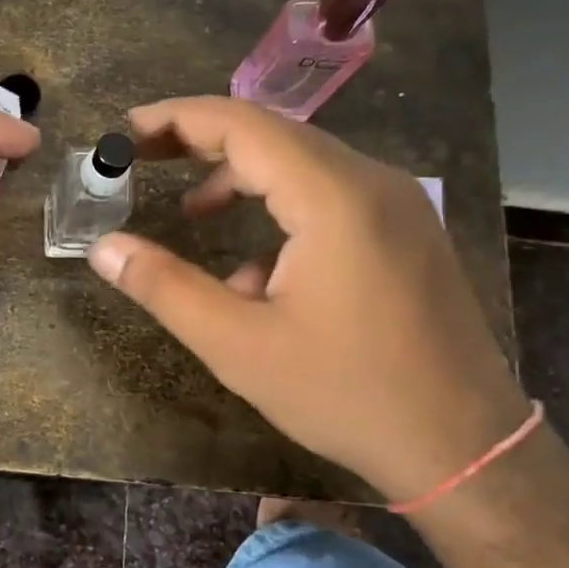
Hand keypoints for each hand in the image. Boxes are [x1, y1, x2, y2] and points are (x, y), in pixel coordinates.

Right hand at [86, 97, 529, 503]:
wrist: (465, 448)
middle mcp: (372, 182)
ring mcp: (399, 205)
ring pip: (304, 165)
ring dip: (242, 180)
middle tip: (144, 158)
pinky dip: (282, 211)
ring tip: (193, 215)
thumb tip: (103, 249)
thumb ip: (164, 287)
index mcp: (333, 197)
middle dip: (203, 143)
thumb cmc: (346, 394)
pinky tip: (258, 274)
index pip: (242, 124)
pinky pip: (333, 197)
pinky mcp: (407, 232)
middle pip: (274, 134)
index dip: (177, 119)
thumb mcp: (238, 345)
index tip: (126, 131)